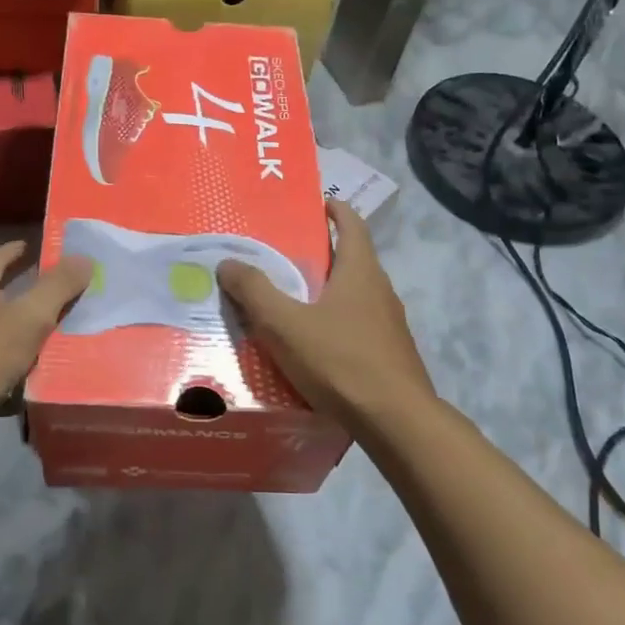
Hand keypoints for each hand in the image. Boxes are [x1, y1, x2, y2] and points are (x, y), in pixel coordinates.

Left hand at [0, 240, 93, 443]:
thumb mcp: (26, 318)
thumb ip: (57, 288)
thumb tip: (84, 257)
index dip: (20, 250)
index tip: (41, 247)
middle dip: (25, 293)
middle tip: (60, 294)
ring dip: (20, 334)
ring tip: (54, 339)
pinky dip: (9, 371)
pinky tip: (29, 384)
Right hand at [217, 199, 434, 430]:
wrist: (396, 421)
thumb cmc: (340, 361)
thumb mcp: (285, 324)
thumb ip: (254, 291)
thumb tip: (227, 262)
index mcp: (360, 271)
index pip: (352, 224)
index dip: (335, 210)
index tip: (316, 204)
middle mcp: (380, 290)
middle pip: (352, 259)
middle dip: (322, 254)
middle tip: (284, 257)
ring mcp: (390, 324)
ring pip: (355, 296)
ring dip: (328, 291)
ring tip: (293, 302)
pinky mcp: (390, 354)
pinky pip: (358, 326)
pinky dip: (336, 323)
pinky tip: (315, 345)